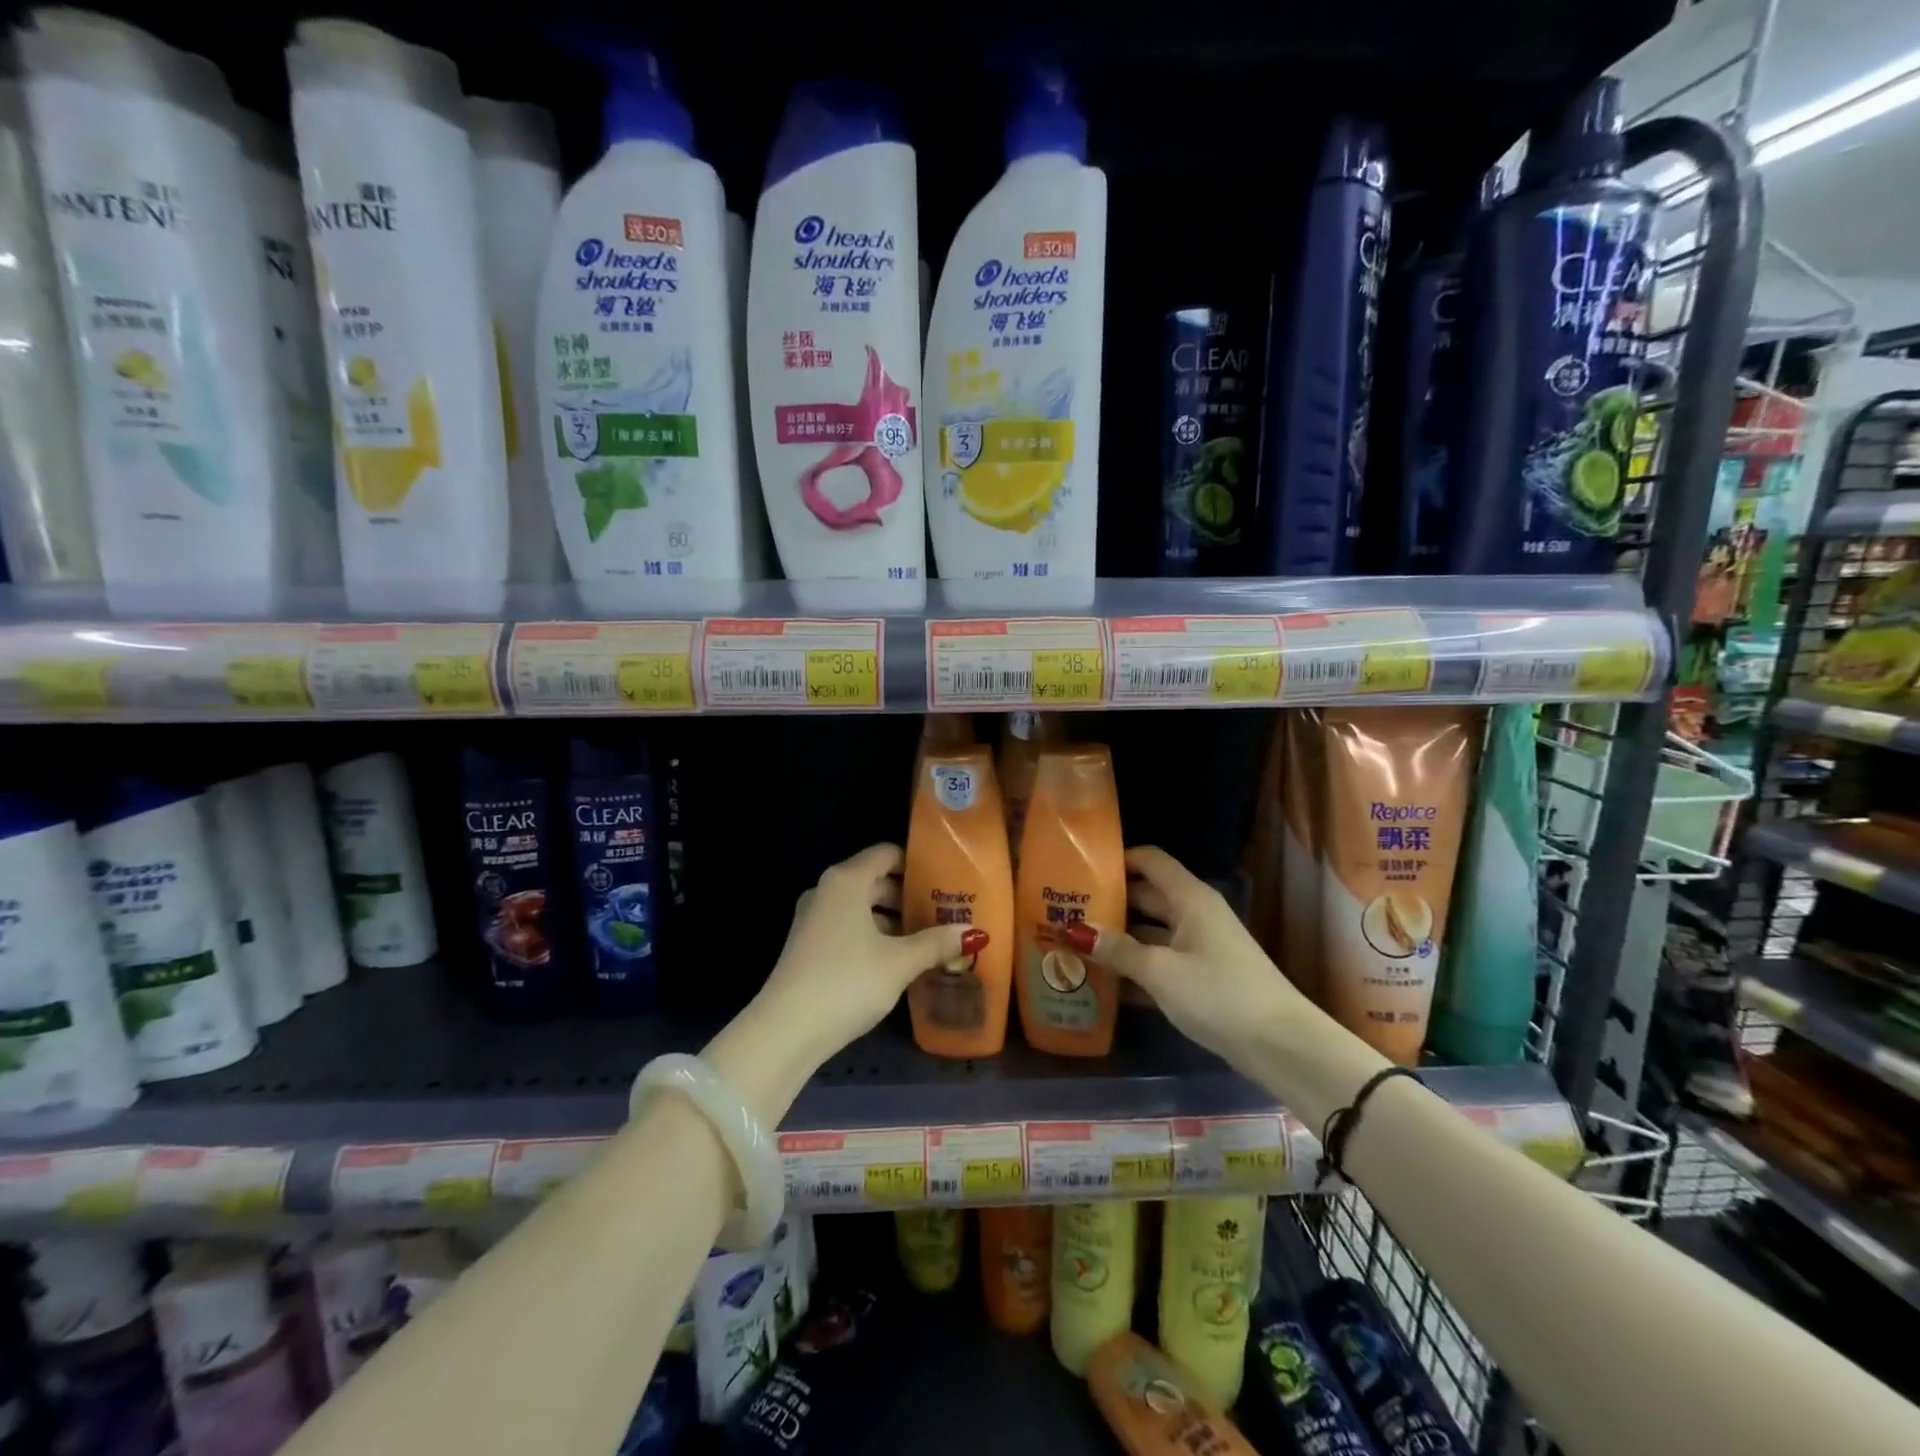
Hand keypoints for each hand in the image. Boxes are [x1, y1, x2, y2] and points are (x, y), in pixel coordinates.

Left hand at [707, 845, 980, 1116]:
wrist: (785, 1031)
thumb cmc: (847, 982)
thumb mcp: (899, 963)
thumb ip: (936, 943)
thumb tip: (972, 933)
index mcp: (846, 881)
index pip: (887, 854)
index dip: (917, 863)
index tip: (946, 880)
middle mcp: (827, 891)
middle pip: (875, 880)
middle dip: (909, 896)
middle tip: (944, 912)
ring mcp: (813, 919)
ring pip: (861, 907)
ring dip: (892, 920)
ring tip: (927, 939)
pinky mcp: (808, 946)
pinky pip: (848, 927)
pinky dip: (873, 935)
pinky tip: (897, 960)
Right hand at [1065, 846, 1313, 1064]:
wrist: (1281, 1046)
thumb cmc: (1219, 994)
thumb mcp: (1161, 971)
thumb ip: (1117, 950)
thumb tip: (1073, 931)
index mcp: (1189, 898)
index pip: (1149, 860)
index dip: (1117, 859)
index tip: (1079, 868)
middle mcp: (1194, 914)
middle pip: (1145, 896)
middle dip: (1108, 902)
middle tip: (1063, 912)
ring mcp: (1199, 946)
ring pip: (1150, 932)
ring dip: (1117, 939)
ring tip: (1074, 945)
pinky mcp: (1202, 977)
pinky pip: (1160, 961)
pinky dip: (1135, 967)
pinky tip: (1103, 983)